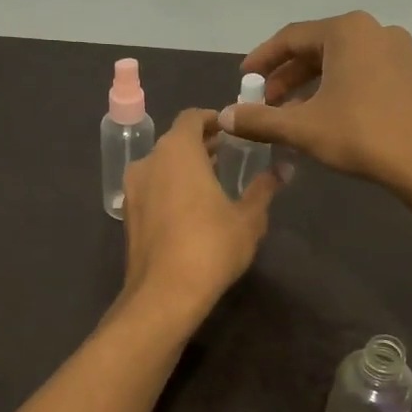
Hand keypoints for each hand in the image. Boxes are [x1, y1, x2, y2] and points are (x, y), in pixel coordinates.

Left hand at [119, 109, 278, 326]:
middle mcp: (149, 161)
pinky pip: (152, 189)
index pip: (193, 117)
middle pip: (175, 141)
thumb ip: (264, 189)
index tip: (233, 131)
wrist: (164, 294)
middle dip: (201, 146)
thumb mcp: (249, 219)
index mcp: (177, 150)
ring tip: (212, 184)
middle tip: (228, 156)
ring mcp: (133, 189)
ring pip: (161, 166)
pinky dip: (170, 189)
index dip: (214, 120)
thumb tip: (283, 169)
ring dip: (184, 168)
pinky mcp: (128, 215)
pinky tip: (191, 211)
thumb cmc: (211, 246)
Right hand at [220, 12, 411, 198]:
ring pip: (340, 62)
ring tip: (289, 113)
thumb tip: (223, 117)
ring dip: (310, 85)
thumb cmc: (362, 136)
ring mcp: (398, 51)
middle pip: (316, 48)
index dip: (262, 60)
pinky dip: (336, 89)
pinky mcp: (410, 74)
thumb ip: (259, 119)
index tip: (243, 80)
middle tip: (264, 102)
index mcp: (347, 31)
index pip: (291, 38)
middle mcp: (374, 30)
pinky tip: (324, 116)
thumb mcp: (302, 128)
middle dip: (286, 76)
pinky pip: (362, 73)